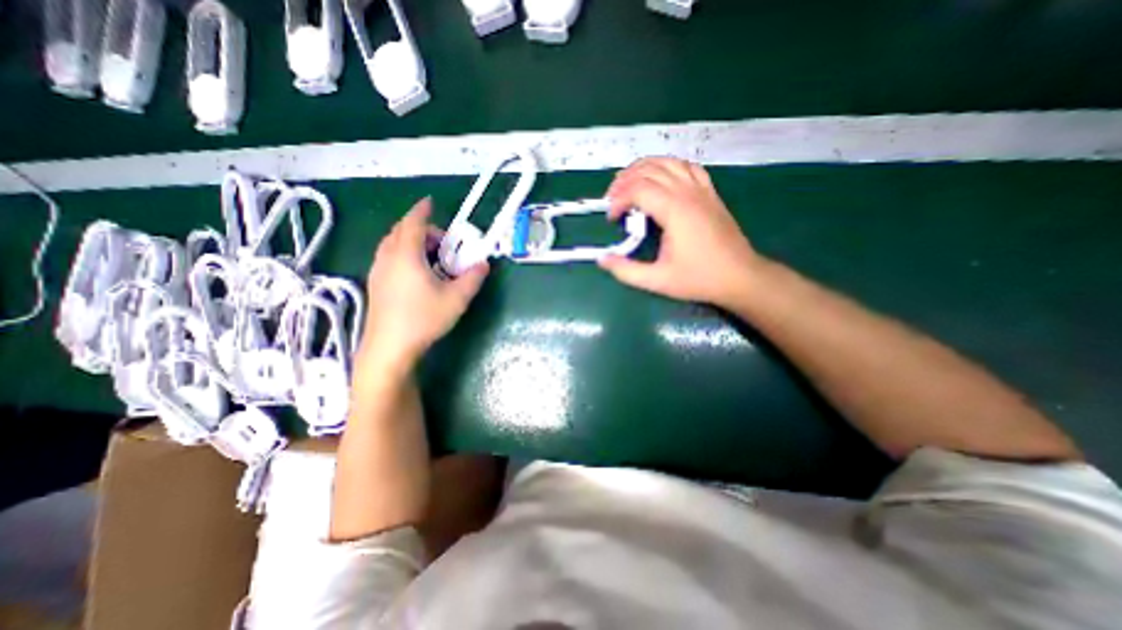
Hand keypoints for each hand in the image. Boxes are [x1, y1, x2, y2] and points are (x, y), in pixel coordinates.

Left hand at [357, 200, 484, 370]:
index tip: (430, 202)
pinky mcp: (375, 285)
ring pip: (392, 245)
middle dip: (421, 229)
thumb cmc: (424, 319)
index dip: (422, 211)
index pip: (413, 223)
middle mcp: (388, 258)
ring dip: (411, 242)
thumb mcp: (457, 299)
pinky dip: (403, 254)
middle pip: (401, 232)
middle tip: (443, 243)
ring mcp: (378, 272)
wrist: (390, 347)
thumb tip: (483, 264)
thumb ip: (473, 278)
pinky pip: (389, 258)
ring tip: (431, 257)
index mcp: (406, 256)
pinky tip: (417, 273)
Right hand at [601, 157, 758, 308]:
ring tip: (629, 184)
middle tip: (613, 201)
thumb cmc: (698, 279)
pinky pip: (687, 167)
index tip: (612, 219)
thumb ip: (626, 270)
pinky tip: (661, 179)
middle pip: (649, 169)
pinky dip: (668, 167)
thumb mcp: (657, 281)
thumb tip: (601, 259)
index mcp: (674, 210)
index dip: (618, 200)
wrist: (740, 277)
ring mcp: (701, 189)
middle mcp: (687, 192)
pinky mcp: (710, 193)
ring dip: (643, 168)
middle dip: (624, 181)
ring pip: (667, 162)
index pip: (637, 189)